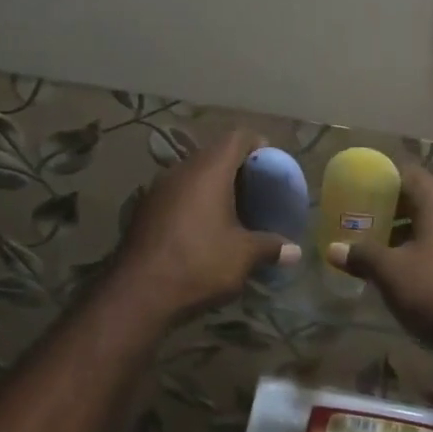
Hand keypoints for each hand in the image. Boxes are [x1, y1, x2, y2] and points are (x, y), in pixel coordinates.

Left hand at [112, 130, 299, 324]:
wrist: (137, 294)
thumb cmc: (199, 263)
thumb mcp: (243, 257)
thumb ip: (271, 247)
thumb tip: (295, 251)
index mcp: (209, 170)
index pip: (237, 137)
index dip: (257, 145)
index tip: (271, 164)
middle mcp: (181, 170)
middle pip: (214, 154)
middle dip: (236, 168)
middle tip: (255, 190)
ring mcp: (157, 189)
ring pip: (192, 175)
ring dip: (212, 186)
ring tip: (231, 211)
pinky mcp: (143, 210)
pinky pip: (176, 194)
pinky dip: (193, 202)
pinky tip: (202, 229)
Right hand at [328, 166, 432, 365]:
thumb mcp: (391, 273)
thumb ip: (361, 255)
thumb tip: (333, 249)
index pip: (406, 172)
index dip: (379, 180)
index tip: (357, 193)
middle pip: (420, 196)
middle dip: (390, 207)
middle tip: (362, 221)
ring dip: (407, 229)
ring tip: (378, 246)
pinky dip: (426, 245)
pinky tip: (407, 266)